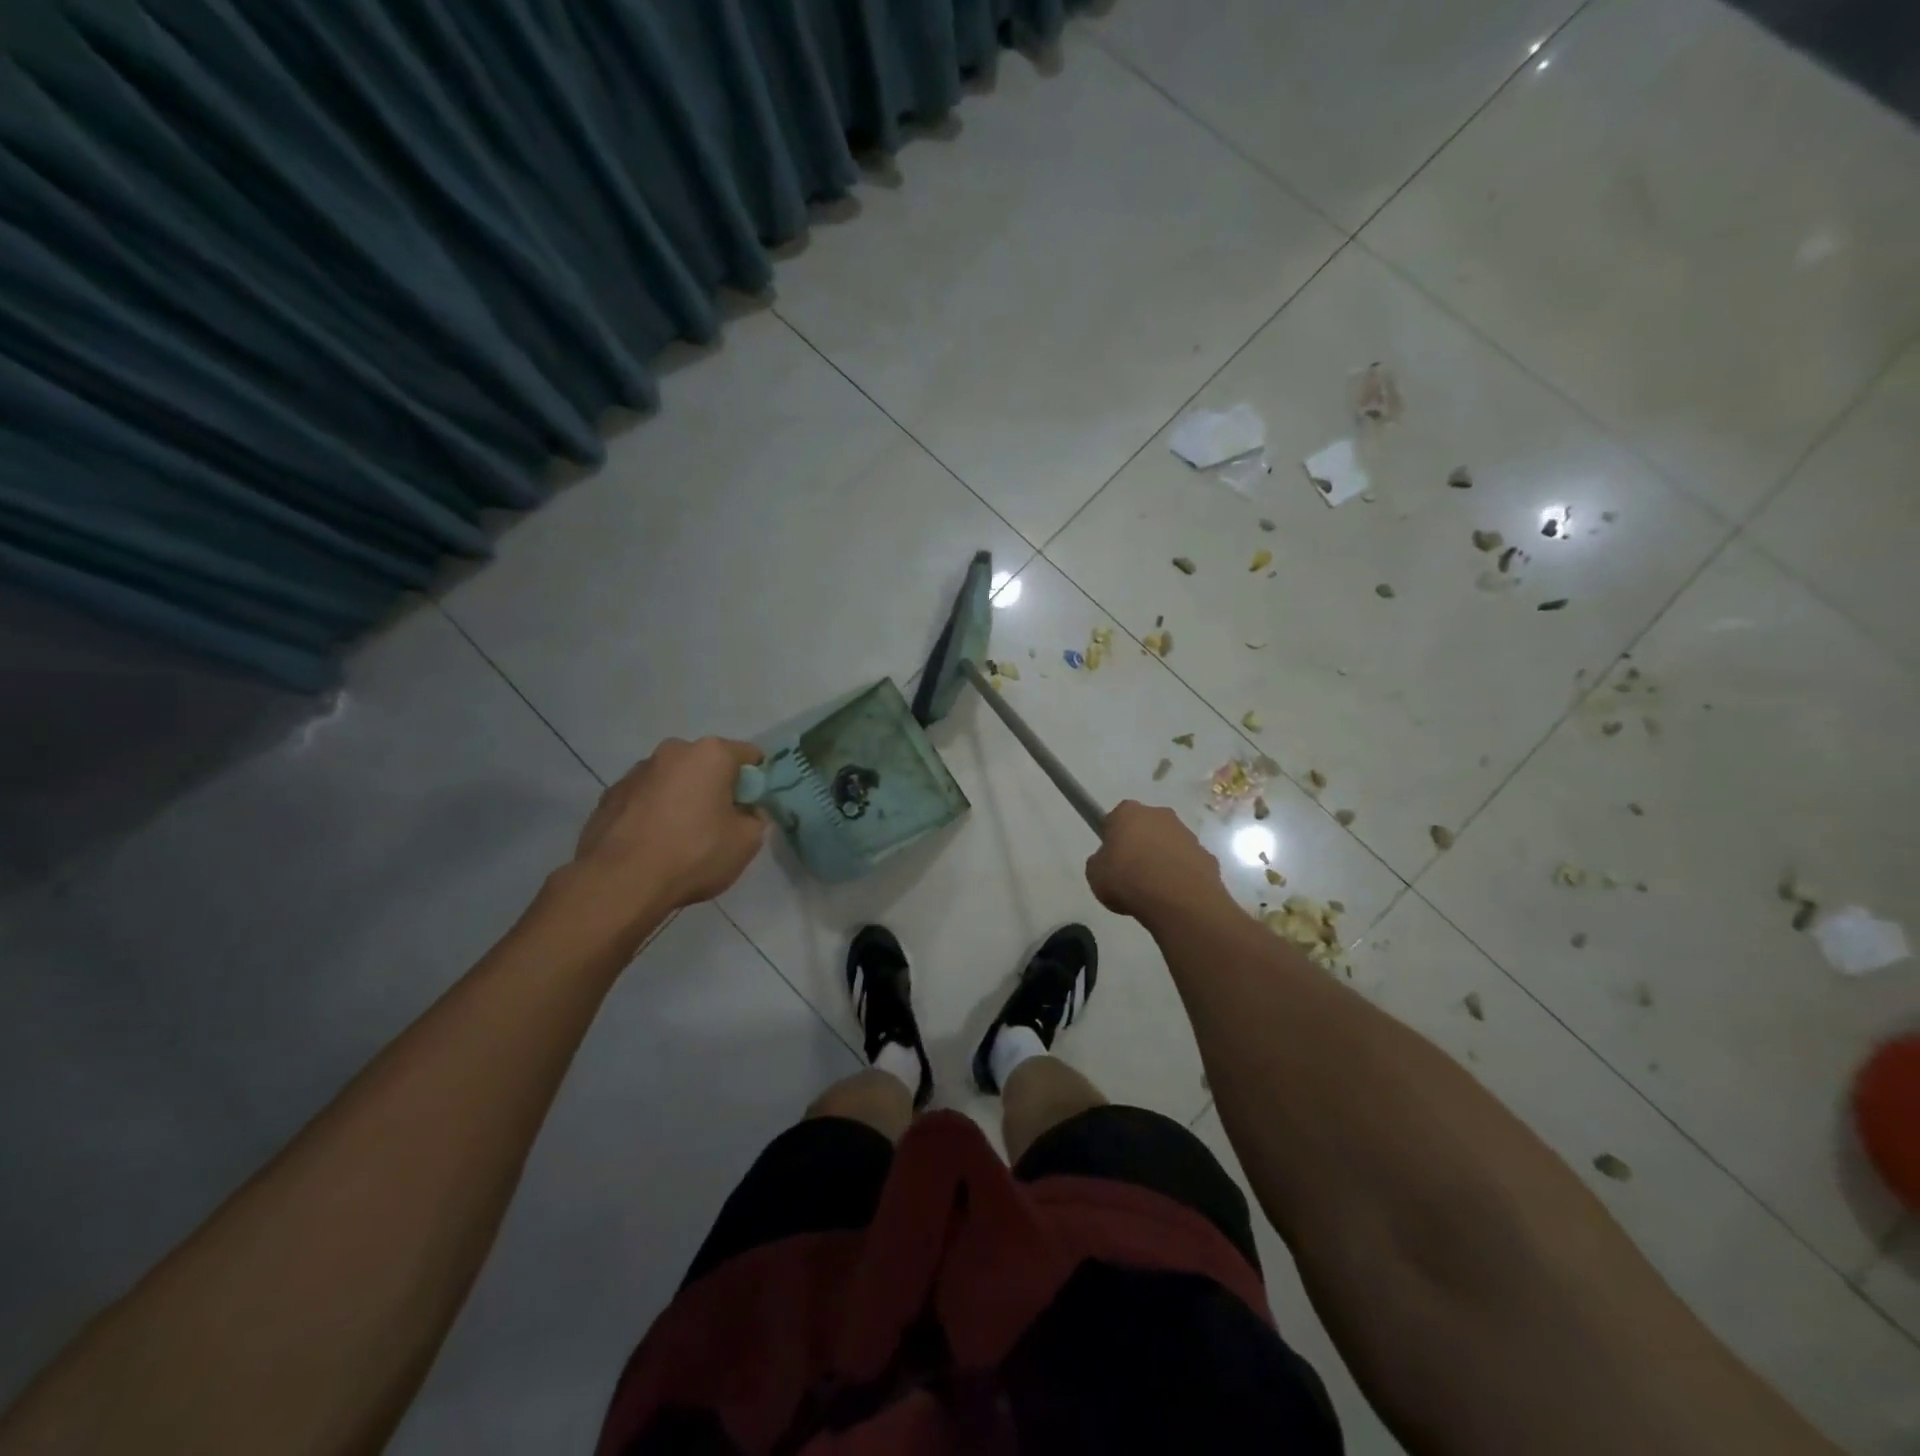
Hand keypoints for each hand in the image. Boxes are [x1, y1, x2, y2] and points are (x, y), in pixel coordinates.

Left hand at [572, 737, 767, 913]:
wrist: (620, 882)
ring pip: (673, 780)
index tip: (752, 808)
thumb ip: (755, 818)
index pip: (749, 755)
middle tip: (719, 824)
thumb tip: (746, 812)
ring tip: (680, 837)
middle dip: (716, 787)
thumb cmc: (694, 854)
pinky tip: (652, 843)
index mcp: (711, 754)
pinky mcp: (609, 795)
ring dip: (682, 798)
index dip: (756, 781)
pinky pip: (644, 798)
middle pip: (707, 764)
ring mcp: (636, 772)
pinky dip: (653, 813)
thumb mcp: (747, 842)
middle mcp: (672, 751)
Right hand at [1086, 800, 1230, 926]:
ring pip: (1168, 844)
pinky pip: (1187, 864)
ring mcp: (1187, 835)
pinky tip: (1174, 895)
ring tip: (1154, 889)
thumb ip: (1100, 861)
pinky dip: (1181, 875)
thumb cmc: (1128, 880)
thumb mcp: (1095, 874)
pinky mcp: (1207, 856)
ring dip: (1162, 859)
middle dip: (1139, 844)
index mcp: (1129, 812)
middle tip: (1131, 873)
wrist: (1178, 901)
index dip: (1112, 838)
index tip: (1111, 858)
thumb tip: (1110, 862)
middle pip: (1145, 827)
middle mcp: (1160, 815)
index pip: (1116, 819)